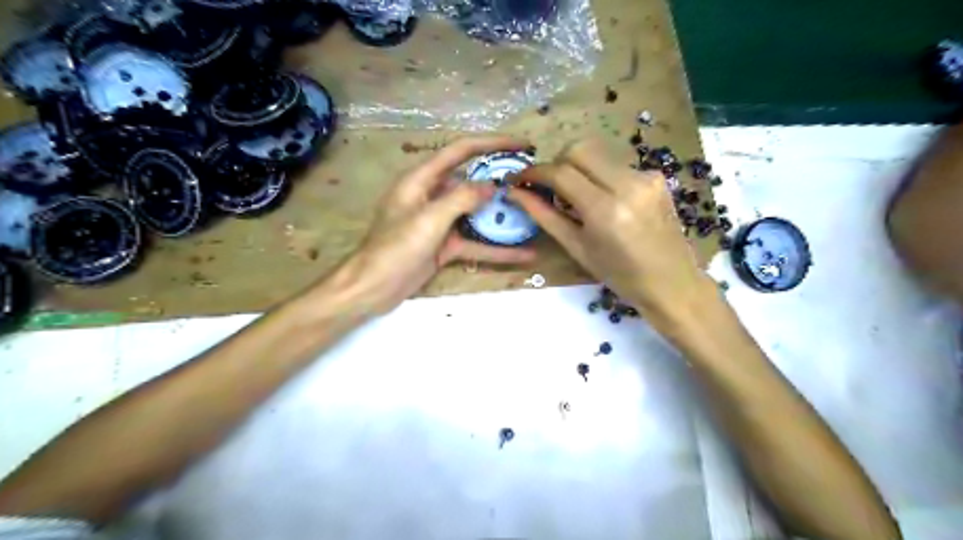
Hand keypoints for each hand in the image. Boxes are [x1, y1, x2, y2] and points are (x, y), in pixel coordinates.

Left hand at [331, 134, 538, 312]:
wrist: (373, 288)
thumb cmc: (395, 249)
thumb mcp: (429, 219)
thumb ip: (462, 199)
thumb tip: (492, 185)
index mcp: (421, 179)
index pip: (461, 150)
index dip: (492, 143)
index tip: (522, 144)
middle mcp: (432, 196)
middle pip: (472, 181)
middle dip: (501, 180)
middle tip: (532, 181)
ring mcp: (440, 222)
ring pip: (476, 213)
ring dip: (501, 216)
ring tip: (532, 214)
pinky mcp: (445, 245)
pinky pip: (475, 243)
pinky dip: (496, 249)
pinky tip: (524, 254)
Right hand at [508, 138, 717, 331]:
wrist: (672, 282)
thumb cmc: (620, 275)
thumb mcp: (577, 248)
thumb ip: (545, 215)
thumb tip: (515, 193)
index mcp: (605, 210)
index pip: (561, 172)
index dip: (534, 172)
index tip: (519, 179)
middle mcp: (627, 184)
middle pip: (579, 148)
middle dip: (557, 162)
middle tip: (549, 186)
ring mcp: (645, 176)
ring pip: (598, 152)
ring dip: (578, 167)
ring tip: (575, 196)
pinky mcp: (655, 176)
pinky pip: (615, 164)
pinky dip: (599, 175)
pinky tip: (602, 199)